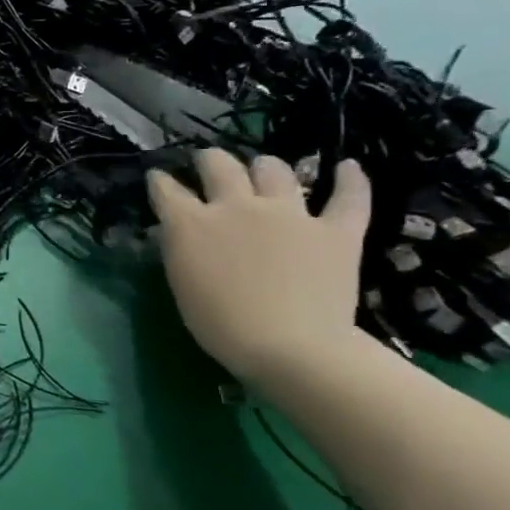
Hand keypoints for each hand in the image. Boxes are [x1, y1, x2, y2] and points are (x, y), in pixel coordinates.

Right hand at [147, 150, 369, 385]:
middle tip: (209, 166)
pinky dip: (350, 179)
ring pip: (274, 170)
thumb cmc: (220, 324)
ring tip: (264, 172)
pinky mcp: (335, 230)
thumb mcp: (182, 282)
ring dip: (264, 167)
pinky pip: (348, 196)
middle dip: (209, 161)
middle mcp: (236, 206)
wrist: (290, 348)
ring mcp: (289, 214)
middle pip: (219, 164)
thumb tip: (177, 230)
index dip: (160, 181)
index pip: (166, 189)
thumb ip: (180, 248)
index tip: (159, 179)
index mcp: (191, 223)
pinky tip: (347, 167)